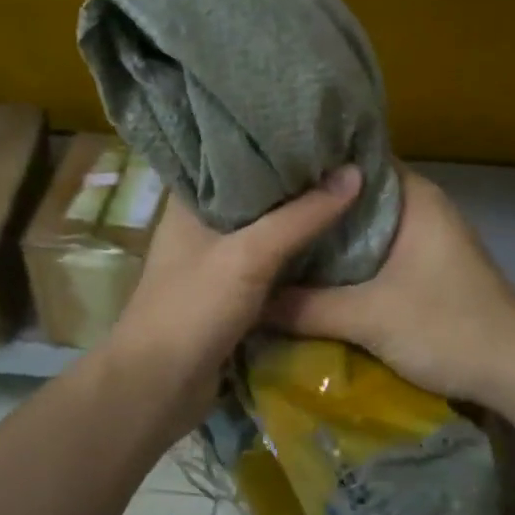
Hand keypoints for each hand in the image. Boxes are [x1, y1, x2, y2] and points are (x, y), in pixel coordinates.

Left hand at [100, 165, 363, 434]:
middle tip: (341, 157)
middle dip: (293, 180)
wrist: (159, 388)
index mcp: (190, 201)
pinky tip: (329, 240)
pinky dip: (293, 253)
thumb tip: (354, 172)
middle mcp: (200, 224)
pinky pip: (268, 262)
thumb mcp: (250, 255)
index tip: (314, 126)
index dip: (271, 140)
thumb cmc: (194, 307)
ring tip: (344, 189)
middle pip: (254, 193)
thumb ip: (301, 216)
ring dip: (296, 218)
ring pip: (263, 229)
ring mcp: (214, 259)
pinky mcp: (228, 292)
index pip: (232, 154)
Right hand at [264, 168, 514, 405]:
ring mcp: (427, 237)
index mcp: (415, 196)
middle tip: (263, 208)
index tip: (269, 171)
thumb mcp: (370, 318)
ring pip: (366, 225)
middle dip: (314, 205)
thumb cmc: (448, 327)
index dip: (313, 165)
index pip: (355, 161)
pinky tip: (313, 269)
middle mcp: (422, 206)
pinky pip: (377, 249)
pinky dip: (349, 257)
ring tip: (277, 236)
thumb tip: (250, 300)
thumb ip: (307, 307)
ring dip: (330, 235)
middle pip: (357, 195)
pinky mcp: (426, 266)